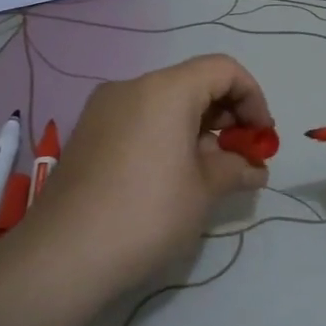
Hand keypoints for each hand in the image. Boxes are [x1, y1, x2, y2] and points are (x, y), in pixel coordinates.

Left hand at [18, 55, 272, 296]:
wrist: (63, 255)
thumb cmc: (147, 214)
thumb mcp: (204, 191)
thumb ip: (236, 168)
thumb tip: (255, 168)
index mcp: (165, 90)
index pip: (223, 70)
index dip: (253, 97)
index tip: (262, 136)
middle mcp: (132, 87)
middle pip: (194, 83)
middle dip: (227, 115)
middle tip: (244, 155)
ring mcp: (104, 110)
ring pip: (166, 103)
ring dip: (199, 128)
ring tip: (215, 171)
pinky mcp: (88, 134)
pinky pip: (141, 120)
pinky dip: (169, 135)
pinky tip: (177, 175)